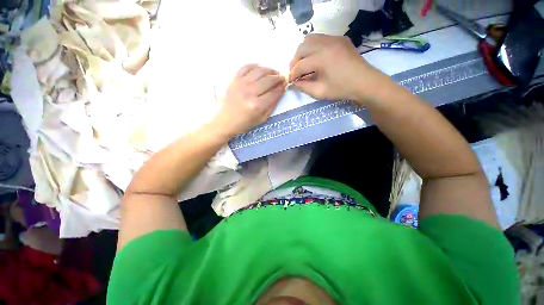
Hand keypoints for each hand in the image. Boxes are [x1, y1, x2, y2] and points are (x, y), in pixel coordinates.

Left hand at [214, 64, 286, 136]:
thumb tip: (280, 92)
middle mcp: (250, 92)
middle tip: (282, 77)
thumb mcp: (262, 119)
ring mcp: (241, 84)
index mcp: (257, 105)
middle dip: (278, 78)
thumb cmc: (245, 123)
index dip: (281, 87)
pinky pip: (246, 67)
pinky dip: (255, 66)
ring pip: (259, 71)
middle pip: (268, 80)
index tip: (286, 84)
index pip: (274, 93)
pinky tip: (260, 68)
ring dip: (269, 70)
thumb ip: (272, 106)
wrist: (225, 121)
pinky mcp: (234, 79)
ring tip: (274, 72)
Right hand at [289, 34, 387, 101]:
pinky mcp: (340, 39)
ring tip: (304, 63)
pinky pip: (321, 38)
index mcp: (322, 58)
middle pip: (302, 47)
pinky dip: (314, 47)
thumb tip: (293, 83)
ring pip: (310, 39)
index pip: (300, 65)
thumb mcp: (320, 92)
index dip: (292, 74)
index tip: (289, 81)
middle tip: (295, 72)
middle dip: (295, 60)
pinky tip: (316, 58)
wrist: (365, 82)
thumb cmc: (342, 89)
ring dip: (303, 51)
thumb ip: (304, 87)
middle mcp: (326, 44)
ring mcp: (334, 39)